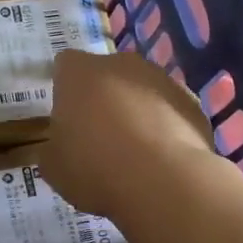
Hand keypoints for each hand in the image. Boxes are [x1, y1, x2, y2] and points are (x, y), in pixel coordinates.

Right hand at [39, 50, 214, 220]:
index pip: (64, 66)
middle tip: (98, 136)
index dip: (64, 90)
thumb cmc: (95, 167)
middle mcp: (119, 62)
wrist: (164, 180)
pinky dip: (164, 126)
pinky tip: (162, 158)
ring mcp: (160, 78)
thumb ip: (51, 148)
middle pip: (105, 74)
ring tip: (134, 152)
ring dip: (135, 110)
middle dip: (102, 97)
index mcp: (78, 71)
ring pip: (140, 89)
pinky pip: (169, 109)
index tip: (67, 119)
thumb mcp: (53, 167)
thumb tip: (58, 147)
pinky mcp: (191, 99)